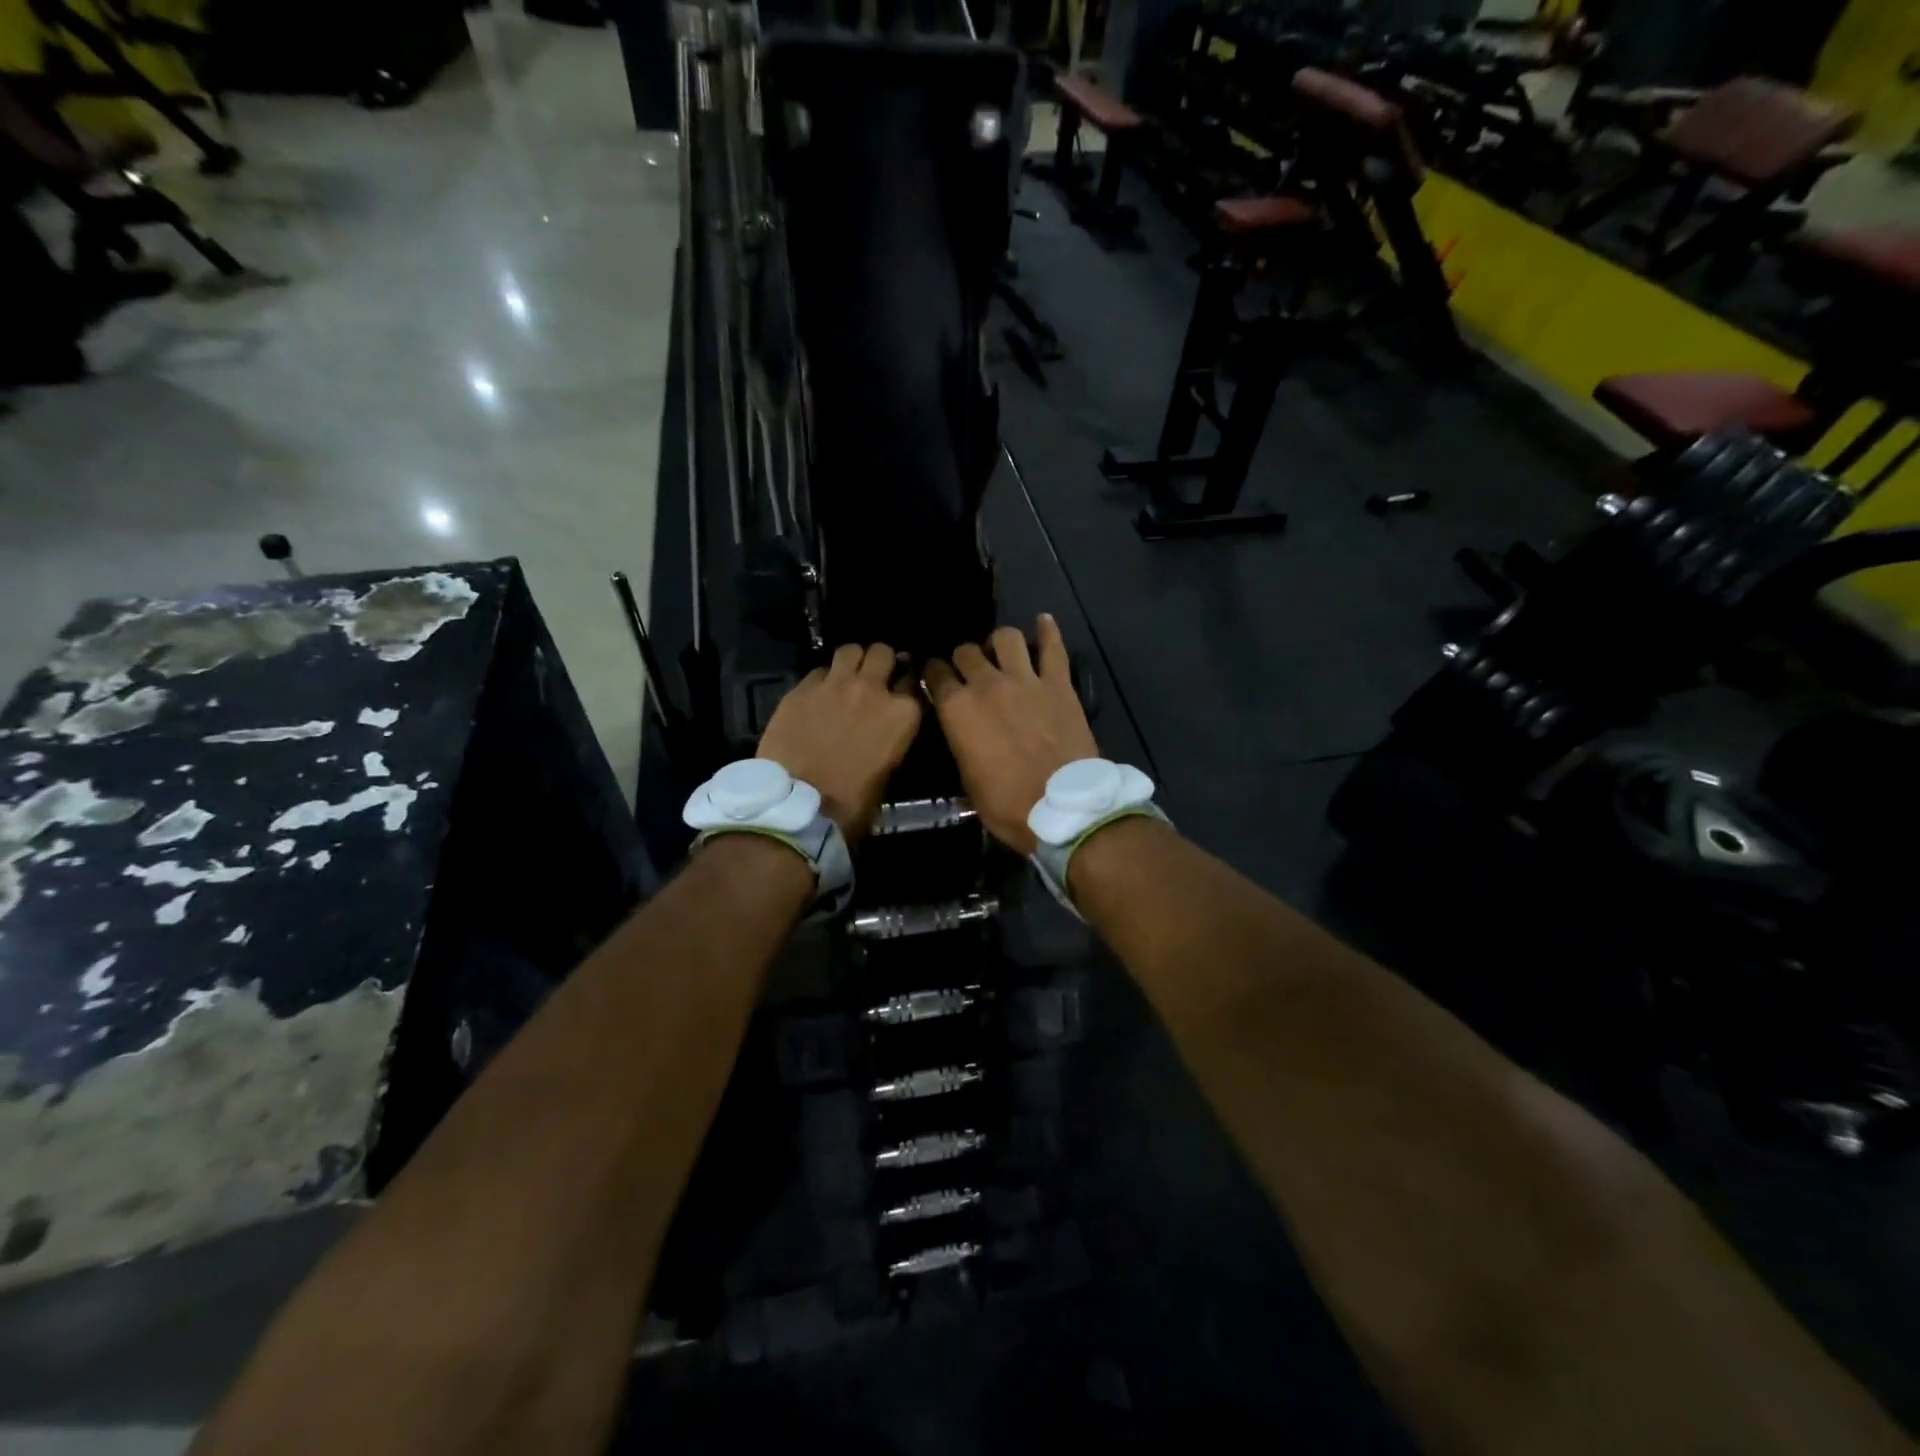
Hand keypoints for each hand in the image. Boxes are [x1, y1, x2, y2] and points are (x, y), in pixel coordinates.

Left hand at [757, 643, 921, 840]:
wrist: (800, 805)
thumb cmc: (853, 801)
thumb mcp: (890, 768)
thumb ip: (893, 735)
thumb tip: (886, 727)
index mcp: (903, 713)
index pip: (913, 681)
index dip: (906, 684)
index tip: (900, 691)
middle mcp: (873, 689)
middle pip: (883, 653)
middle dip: (880, 662)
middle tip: (873, 677)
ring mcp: (836, 684)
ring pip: (850, 650)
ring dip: (852, 661)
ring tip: (845, 676)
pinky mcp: (803, 688)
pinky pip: (818, 671)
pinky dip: (822, 680)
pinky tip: (817, 696)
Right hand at [923, 616, 1097, 854]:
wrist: (1062, 808)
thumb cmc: (1007, 805)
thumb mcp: (967, 779)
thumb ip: (961, 743)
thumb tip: (962, 730)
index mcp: (957, 710)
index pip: (935, 675)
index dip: (933, 674)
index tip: (936, 678)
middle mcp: (986, 685)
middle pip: (967, 652)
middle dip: (964, 659)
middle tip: (970, 671)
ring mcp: (1025, 680)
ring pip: (1005, 638)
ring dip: (999, 643)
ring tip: (1002, 653)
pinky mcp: (1059, 683)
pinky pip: (1053, 647)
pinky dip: (1048, 631)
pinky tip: (1043, 621)